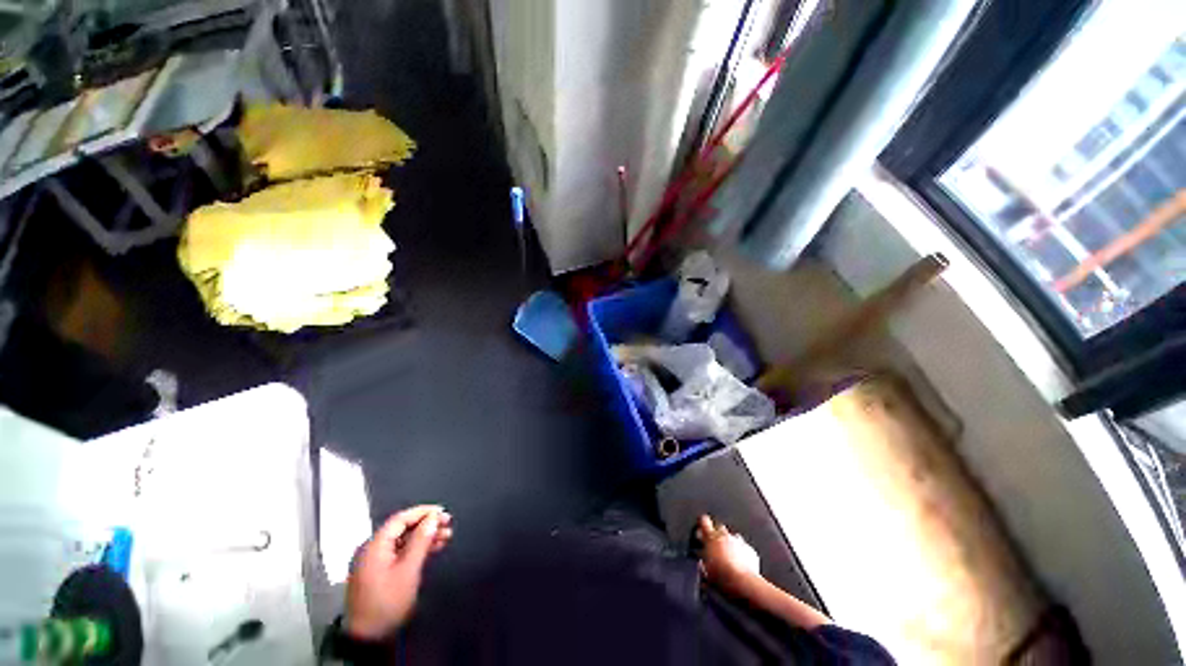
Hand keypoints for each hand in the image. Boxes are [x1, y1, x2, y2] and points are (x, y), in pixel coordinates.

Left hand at [346, 505, 453, 639]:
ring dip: (421, 539)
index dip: (421, 513)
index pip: (399, 520)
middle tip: (448, 525)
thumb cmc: (388, 601)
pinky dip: (413, 551)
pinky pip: (397, 554)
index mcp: (376, 544)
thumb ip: (420, 545)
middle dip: (423, 525)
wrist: (368, 630)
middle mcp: (372, 548)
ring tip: (444, 538)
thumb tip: (431, 522)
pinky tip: (427, 553)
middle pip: (399, 530)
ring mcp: (374, 561)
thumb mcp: (408, 572)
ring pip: (399, 543)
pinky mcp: (378, 573)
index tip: (442, 512)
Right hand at [697, 514, 759, 591]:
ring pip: (733, 538)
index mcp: (712, 539)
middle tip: (713, 544)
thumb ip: (702, 561)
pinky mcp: (750, 550)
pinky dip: (739, 552)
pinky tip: (737, 563)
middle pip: (721, 528)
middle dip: (716, 534)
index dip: (702, 522)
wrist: (740, 581)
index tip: (701, 521)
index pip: (705, 523)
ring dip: (729, 544)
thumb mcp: (703, 570)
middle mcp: (727, 537)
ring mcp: (740, 543)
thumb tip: (701, 561)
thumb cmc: (719, 577)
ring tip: (726, 556)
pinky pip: (743, 547)